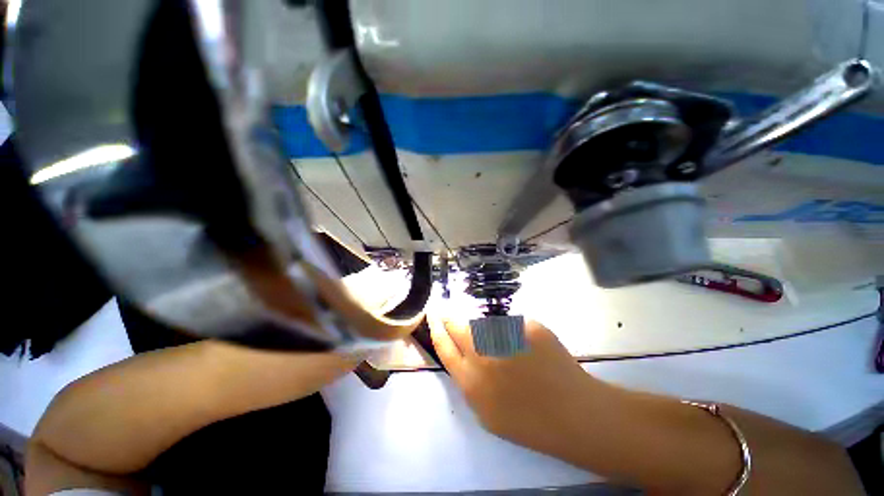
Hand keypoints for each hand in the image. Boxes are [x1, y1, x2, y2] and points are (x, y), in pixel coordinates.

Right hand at [429, 316, 596, 450]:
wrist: (573, 415)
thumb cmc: (529, 422)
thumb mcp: (487, 413)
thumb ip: (469, 381)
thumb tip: (463, 354)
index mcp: (471, 381)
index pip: (444, 346)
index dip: (435, 328)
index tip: (432, 314)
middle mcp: (483, 355)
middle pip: (458, 326)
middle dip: (450, 316)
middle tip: (449, 310)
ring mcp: (505, 338)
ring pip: (484, 322)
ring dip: (485, 327)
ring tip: (503, 346)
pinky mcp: (527, 327)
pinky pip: (511, 322)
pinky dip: (513, 330)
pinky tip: (527, 348)